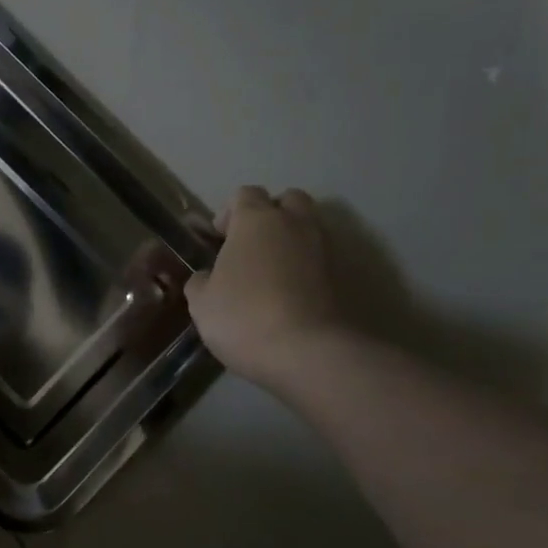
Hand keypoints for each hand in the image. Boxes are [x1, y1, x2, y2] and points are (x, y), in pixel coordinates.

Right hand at [184, 187, 347, 386]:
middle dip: (271, 215)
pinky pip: (322, 259)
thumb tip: (208, 277)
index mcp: (256, 219)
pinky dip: (309, 268)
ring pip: (309, 228)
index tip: (219, 240)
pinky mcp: (346, 276)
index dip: (229, 214)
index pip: (244, 194)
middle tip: (253, 246)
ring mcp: (326, 247)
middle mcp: (295, 223)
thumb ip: (201, 281)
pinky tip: (293, 294)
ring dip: (292, 241)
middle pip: (287, 200)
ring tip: (273, 273)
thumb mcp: (202, 302)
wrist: (310, 353)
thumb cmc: (244, 317)